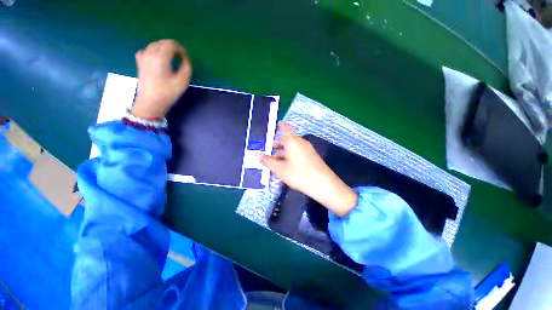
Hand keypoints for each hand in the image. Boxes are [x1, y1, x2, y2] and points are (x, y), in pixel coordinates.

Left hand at [131, 39, 191, 118]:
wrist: (150, 103)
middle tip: (181, 57)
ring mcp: (142, 57)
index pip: (171, 44)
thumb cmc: (167, 93)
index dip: (180, 48)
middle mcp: (149, 53)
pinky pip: (146, 50)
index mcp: (160, 57)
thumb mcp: (182, 82)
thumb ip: (186, 68)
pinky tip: (157, 57)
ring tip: (172, 57)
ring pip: (154, 44)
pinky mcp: (139, 62)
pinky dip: (154, 50)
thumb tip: (185, 59)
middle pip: (162, 42)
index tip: (186, 56)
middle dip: (173, 47)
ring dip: (164, 48)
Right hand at [260, 123, 357, 216]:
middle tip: (266, 153)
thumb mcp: (280, 169)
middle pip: (286, 140)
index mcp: (292, 140)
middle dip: (276, 146)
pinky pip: (298, 153)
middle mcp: (300, 141)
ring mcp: (307, 149)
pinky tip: (286, 167)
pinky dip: (290, 157)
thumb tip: (257, 155)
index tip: (273, 127)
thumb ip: (268, 161)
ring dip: (282, 153)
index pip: (285, 127)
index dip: (279, 125)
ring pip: (291, 148)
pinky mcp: (311, 156)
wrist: (323, 184)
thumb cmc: (298, 174)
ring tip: (274, 163)